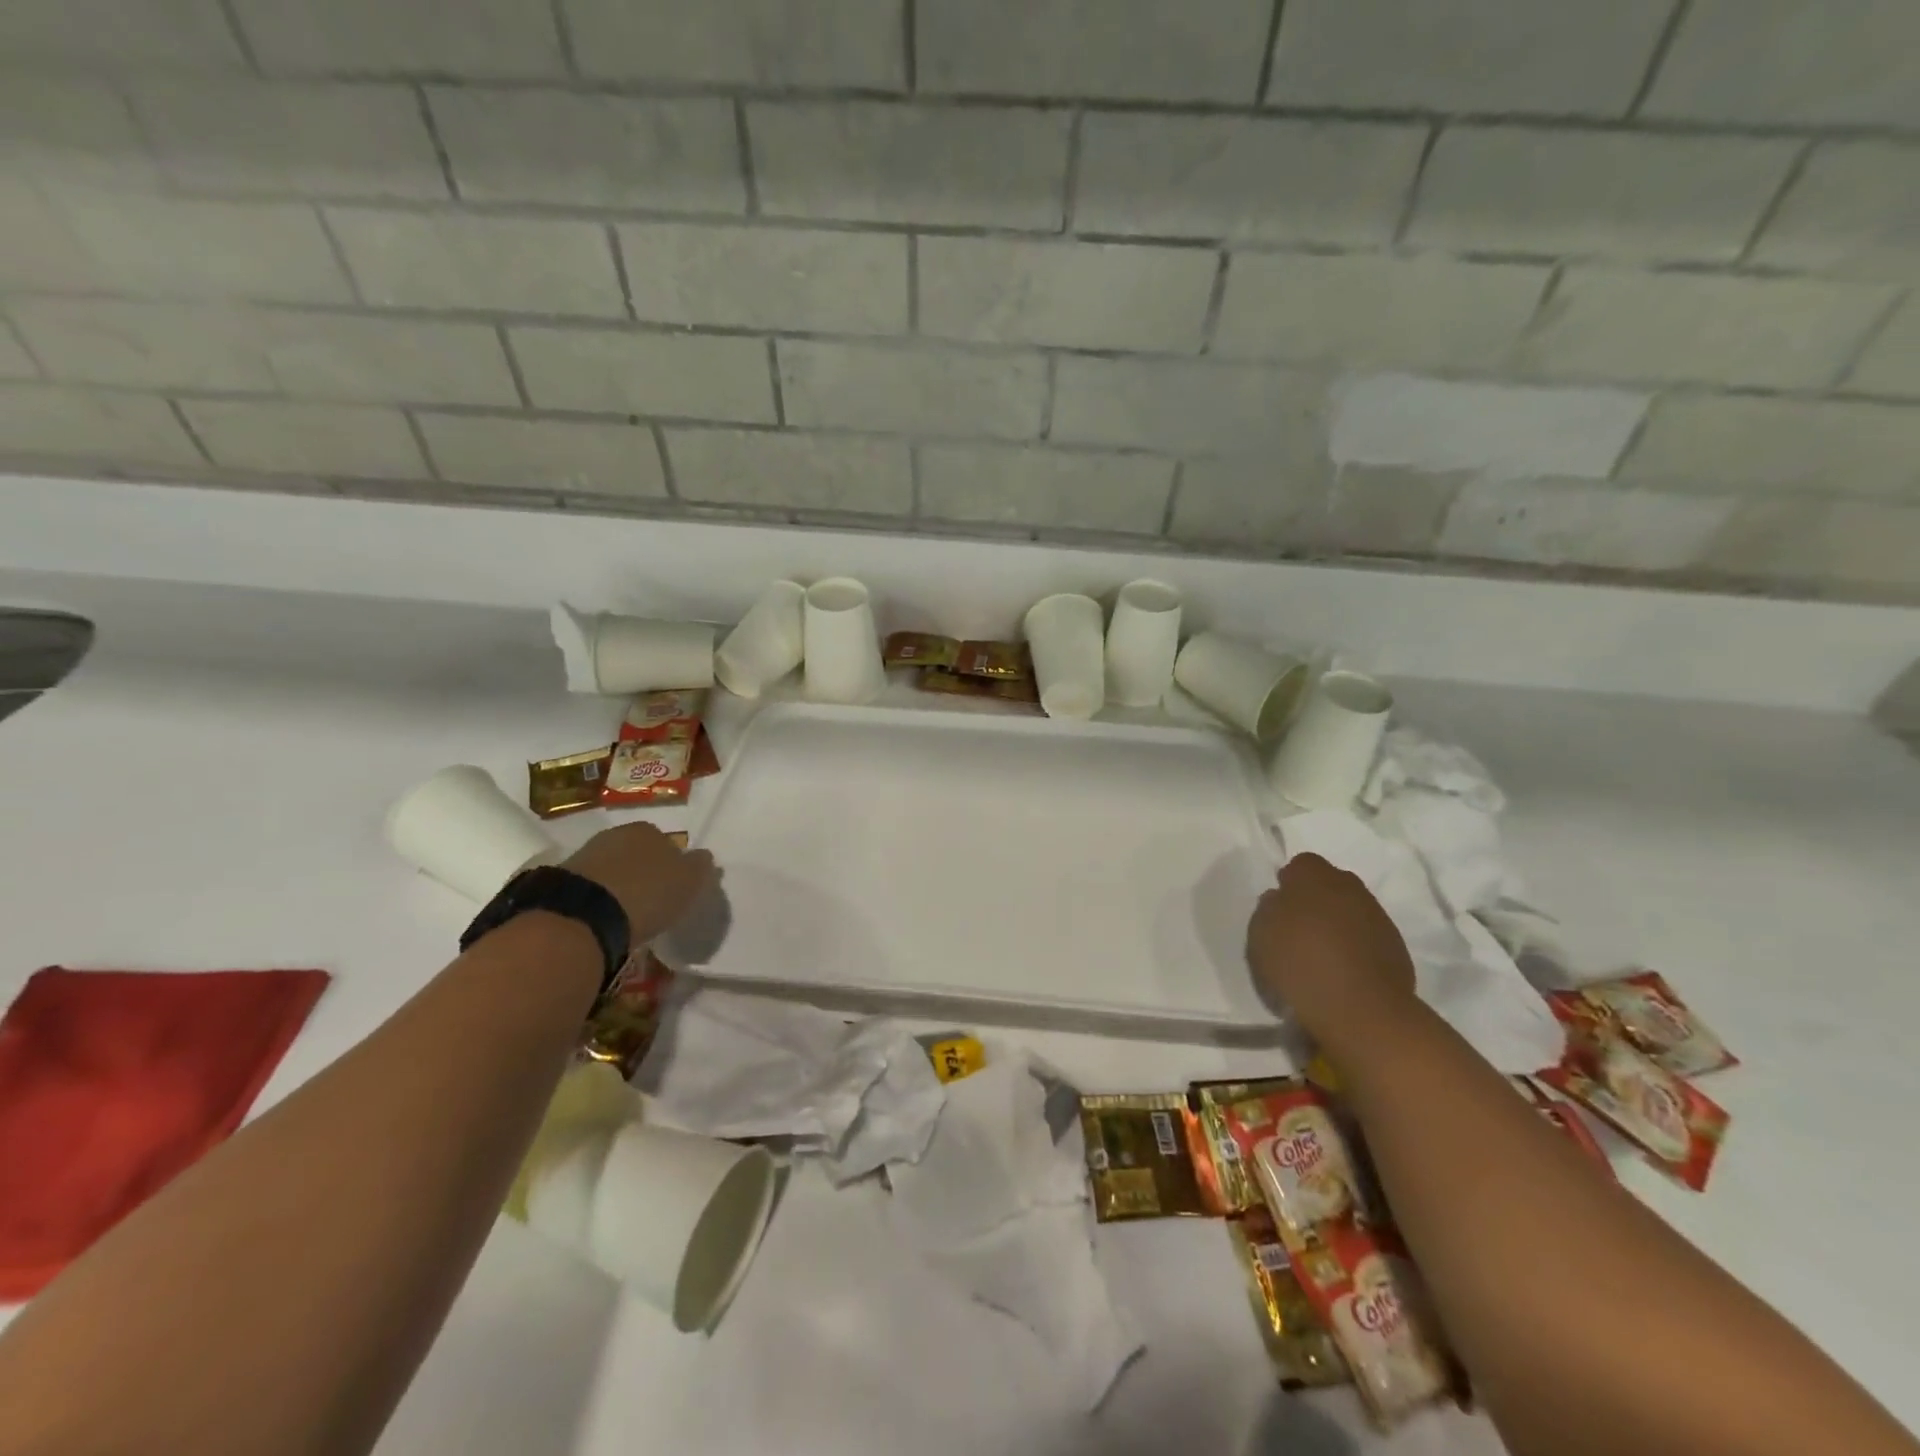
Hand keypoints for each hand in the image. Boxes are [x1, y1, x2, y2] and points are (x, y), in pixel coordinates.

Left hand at [561, 823, 716, 944]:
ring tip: (624, 912)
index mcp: (649, 830)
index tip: (672, 887)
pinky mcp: (560, 880)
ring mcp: (585, 855)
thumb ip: (700, 867)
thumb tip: (704, 857)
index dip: (671, 865)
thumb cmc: (647, 893)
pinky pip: (589, 886)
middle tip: (649, 899)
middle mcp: (617, 834)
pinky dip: (597, 897)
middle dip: (643, 871)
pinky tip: (602, 916)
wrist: (582, 915)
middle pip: (636, 853)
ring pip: (611, 868)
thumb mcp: (689, 882)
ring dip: (618, 884)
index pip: (666, 843)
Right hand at [1246, 853, 1416, 1045]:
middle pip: (1330, 883)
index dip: (1290, 883)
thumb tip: (1281, 899)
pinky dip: (1357, 946)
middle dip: (1316, 899)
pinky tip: (1344, 971)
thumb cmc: (1300, 963)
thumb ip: (1269, 908)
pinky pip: (1368, 936)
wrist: (1361, 1009)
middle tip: (1299, 928)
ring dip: (1338, 923)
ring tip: (1322, 954)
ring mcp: (1378, 917)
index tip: (1280, 907)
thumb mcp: (1260, 933)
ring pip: (1352, 909)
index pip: (1301, 864)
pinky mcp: (1396, 947)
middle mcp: (1350, 887)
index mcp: (1314, 876)